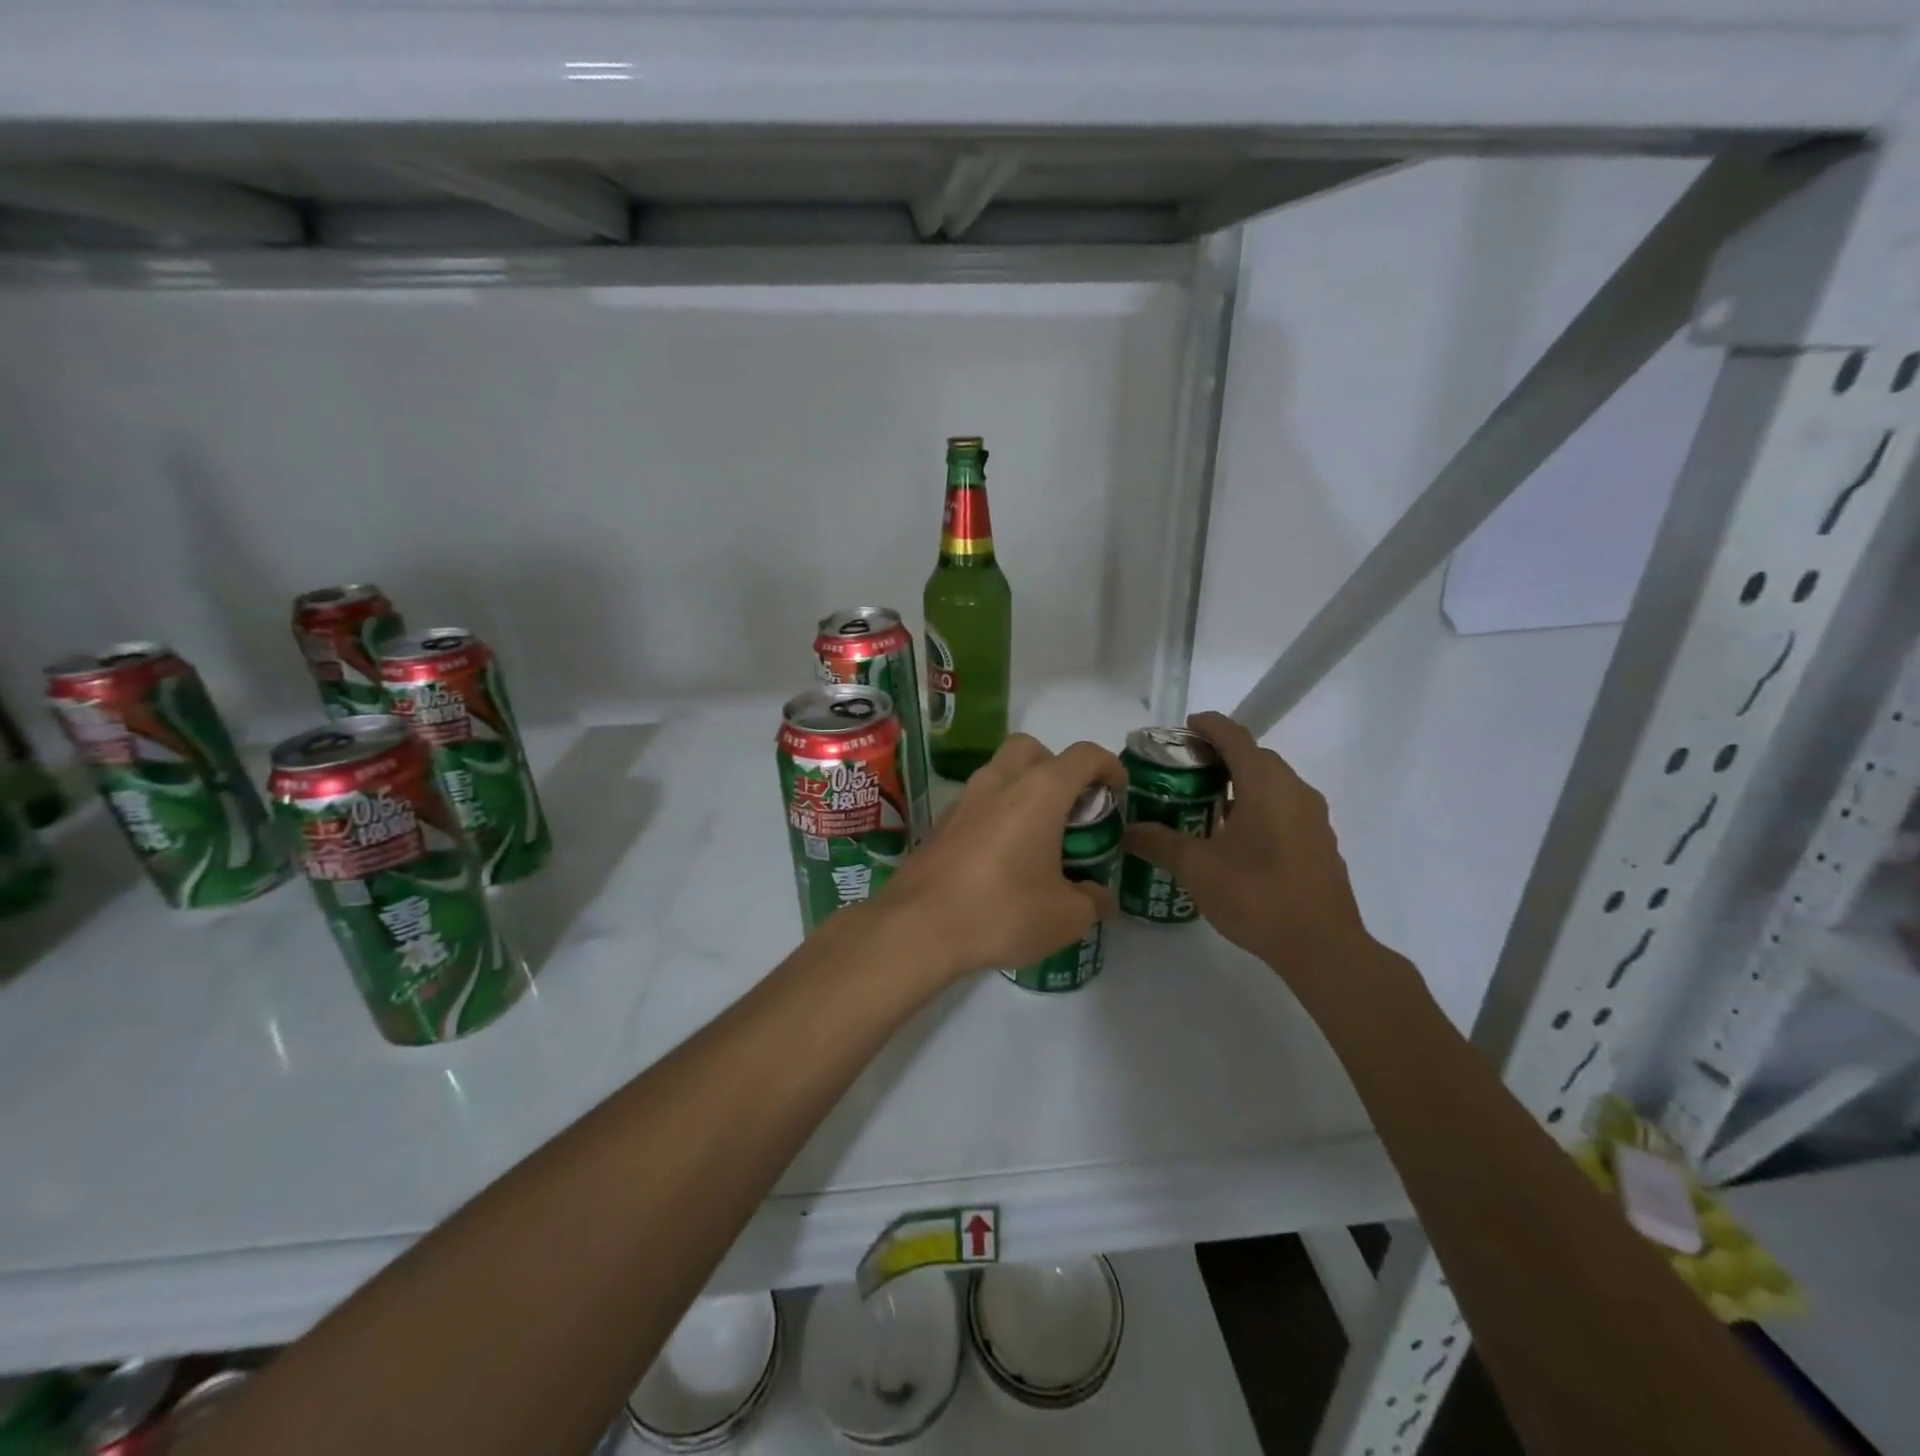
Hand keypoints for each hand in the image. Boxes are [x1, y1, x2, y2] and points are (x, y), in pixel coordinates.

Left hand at [878, 734, 1125, 980]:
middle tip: (1069, 808)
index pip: (1083, 755)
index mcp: (1039, 792)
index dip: (1108, 766)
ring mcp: (965, 798)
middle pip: (1033, 748)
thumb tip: (1100, 897)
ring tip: (1037, 835)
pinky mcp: (941, 821)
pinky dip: (997, 812)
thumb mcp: (1065, 917)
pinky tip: (1002, 855)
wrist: (918, 927)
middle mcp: (1000, 781)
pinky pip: (978, 801)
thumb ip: (1092, 901)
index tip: (1117, 792)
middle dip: (1057, 767)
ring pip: (1000, 771)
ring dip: (1023, 789)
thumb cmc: (1001, 912)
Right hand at [1122, 712, 1372, 971]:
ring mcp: (1313, 817)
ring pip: (1273, 784)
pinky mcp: (1320, 843)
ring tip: (1206, 804)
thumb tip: (1127, 831)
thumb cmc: (1257, 895)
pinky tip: (1237, 838)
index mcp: (1266, 784)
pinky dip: (1259, 807)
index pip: (1234, 736)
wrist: (1322, 947)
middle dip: (1221, 755)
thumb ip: (1159, 843)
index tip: (1184, 729)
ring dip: (1241, 783)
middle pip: (1255, 756)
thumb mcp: (1197, 868)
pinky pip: (1285, 808)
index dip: (1207, 726)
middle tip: (1185, 771)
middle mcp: (1295, 790)